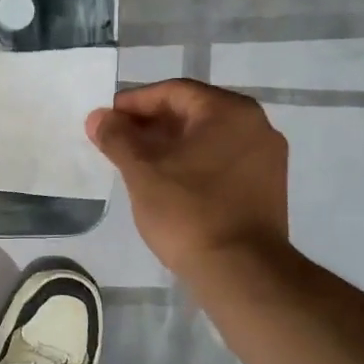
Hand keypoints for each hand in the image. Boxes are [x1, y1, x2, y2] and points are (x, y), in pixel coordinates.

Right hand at [86, 79, 289, 278]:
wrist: (241, 272)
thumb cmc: (188, 211)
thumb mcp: (142, 171)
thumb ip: (117, 138)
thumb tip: (98, 117)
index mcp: (230, 112)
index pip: (174, 92)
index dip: (134, 102)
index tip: (106, 119)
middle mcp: (256, 126)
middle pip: (192, 112)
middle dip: (150, 124)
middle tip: (116, 140)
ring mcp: (265, 158)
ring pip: (207, 138)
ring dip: (169, 144)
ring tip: (134, 161)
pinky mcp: (265, 187)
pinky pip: (220, 160)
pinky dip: (190, 162)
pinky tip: (165, 181)